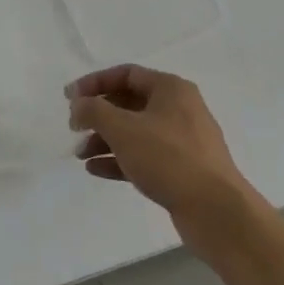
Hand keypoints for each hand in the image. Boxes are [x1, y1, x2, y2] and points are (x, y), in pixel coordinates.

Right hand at [68, 66, 258, 248]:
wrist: (215, 210)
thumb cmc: (168, 158)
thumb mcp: (123, 128)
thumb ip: (94, 110)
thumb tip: (79, 104)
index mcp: (170, 89)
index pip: (126, 74)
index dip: (94, 83)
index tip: (68, 98)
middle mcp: (179, 109)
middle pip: (129, 103)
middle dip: (98, 115)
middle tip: (74, 128)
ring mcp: (182, 141)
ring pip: (135, 132)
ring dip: (105, 140)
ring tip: (80, 154)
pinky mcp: (182, 169)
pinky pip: (144, 156)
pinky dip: (119, 159)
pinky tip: (96, 170)